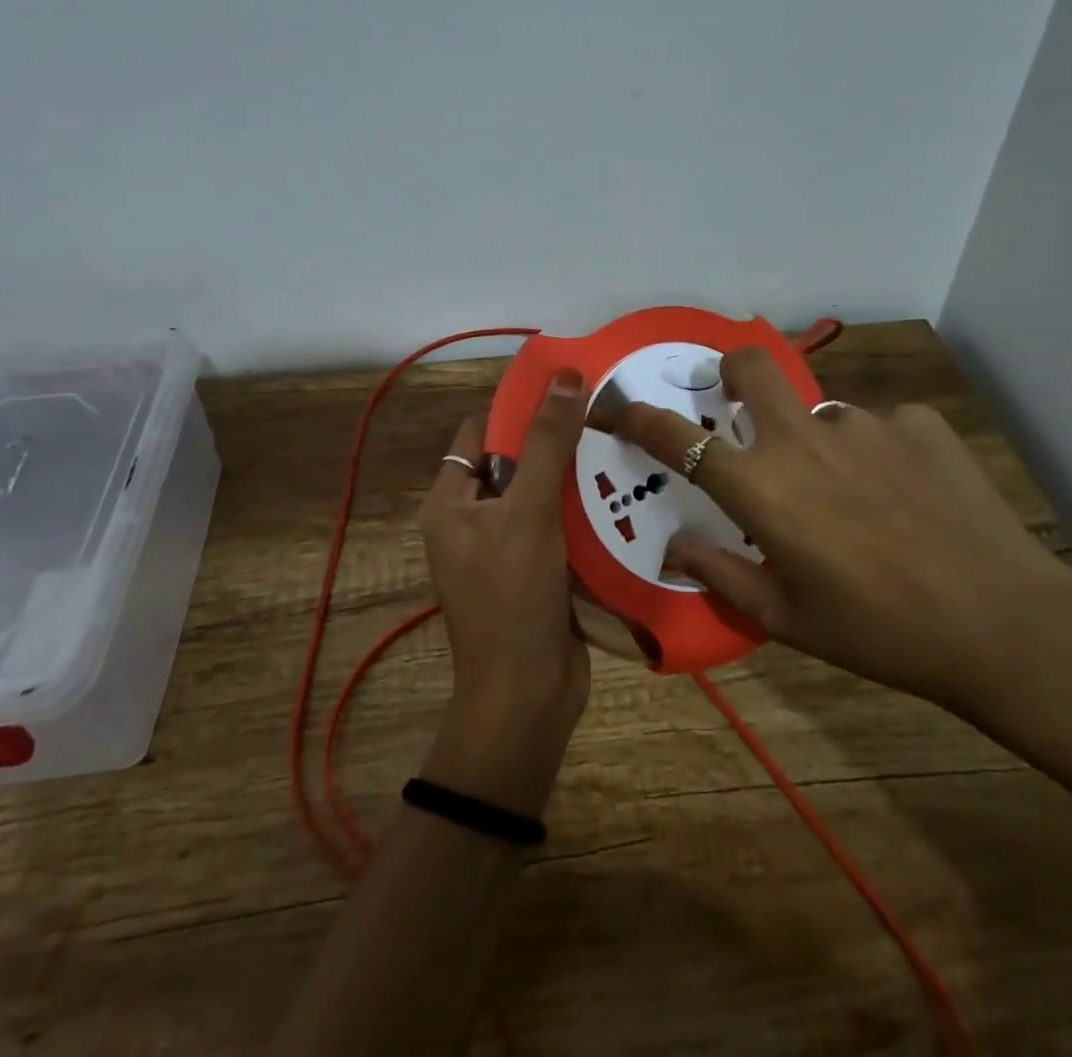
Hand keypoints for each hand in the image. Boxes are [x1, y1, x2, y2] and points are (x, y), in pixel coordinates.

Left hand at [420, 370, 591, 804]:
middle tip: (603, 412)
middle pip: (513, 462)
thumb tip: (564, 373)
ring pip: (540, 495)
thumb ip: (547, 442)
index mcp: (450, 502)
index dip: (516, 408)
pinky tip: (621, 493)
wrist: (528, 697)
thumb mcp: (529, 511)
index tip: (565, 387)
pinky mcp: (535, 573)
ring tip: (619, 444)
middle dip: (552, 441)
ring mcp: (504, 550)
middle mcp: (471, 521)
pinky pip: (557, 528)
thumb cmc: (514, 596)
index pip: (478, 433)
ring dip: (573, 476)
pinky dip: (582, 512)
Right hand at [616, 347, 1070, 709]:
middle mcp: (802, 439)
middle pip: (749, 366)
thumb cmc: (877, 631)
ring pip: (820, 411)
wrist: (1001, 624)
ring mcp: (863, 423)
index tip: (618, 407)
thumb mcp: (786, 617)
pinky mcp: (918, 422)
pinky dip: (877, 452)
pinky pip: (879, 426)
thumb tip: (675, 546)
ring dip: (818, 441)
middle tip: (739, 405)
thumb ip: (721, 573)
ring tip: (855, 495)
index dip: (638, 417)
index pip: (678, 439)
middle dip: (731, 372)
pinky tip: (907, 494)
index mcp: (761, 488)